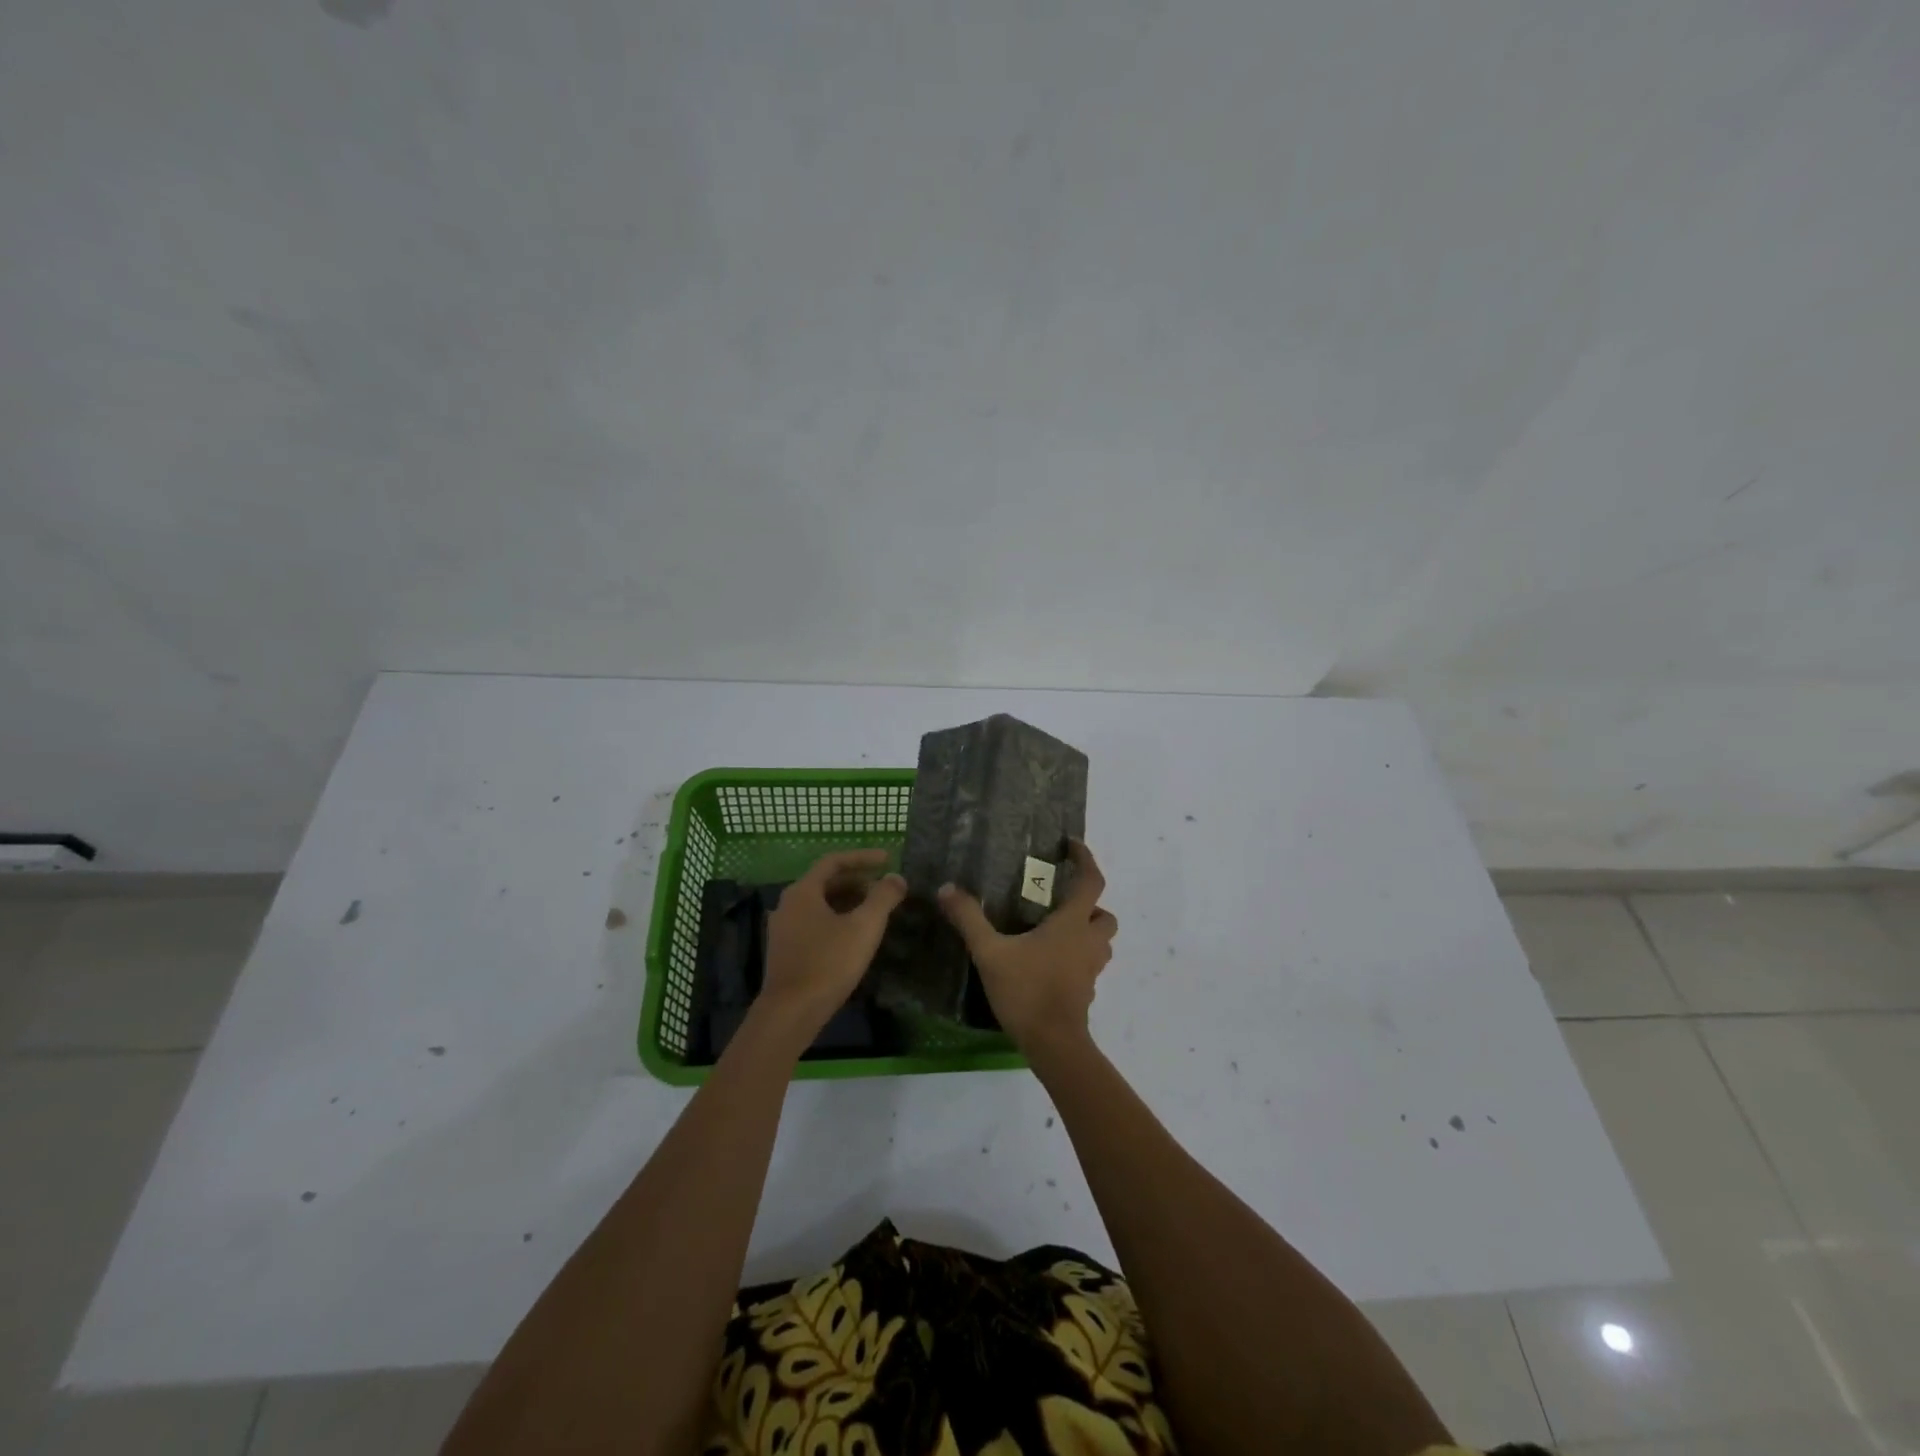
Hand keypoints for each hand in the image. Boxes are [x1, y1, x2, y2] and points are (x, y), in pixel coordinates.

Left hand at [759, 850, 906, 1038]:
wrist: (790, 1014)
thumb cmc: (828, 963)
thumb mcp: (864, 927)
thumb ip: (883, 898)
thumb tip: (896, 878)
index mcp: (803, 891)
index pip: (834, 862)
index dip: (862, 858)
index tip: (888, 859)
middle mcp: (788, 904)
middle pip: (825, 882)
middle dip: (857, 881)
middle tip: (883, 887)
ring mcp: (783, 929)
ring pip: (820, 904)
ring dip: (847, 901)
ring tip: (874, 910)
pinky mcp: (785, 951)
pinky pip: (814, 923)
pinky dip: (836, 919)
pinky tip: (853, 936)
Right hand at [937, 840, 1116, 1053]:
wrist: (1053, 1044)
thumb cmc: (1027, 990)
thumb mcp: (990, 952)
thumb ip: (969, 919)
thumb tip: (947, 888)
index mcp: (1072, 924)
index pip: (1091, 882)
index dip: (1086, 859)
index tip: (1072, 845)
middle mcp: (1088, 942)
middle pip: (1104, 914)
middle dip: (1090, 904)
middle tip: (1062, 900)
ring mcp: (1090, 969)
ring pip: (1101, 941)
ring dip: (1088, 931)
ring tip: (1056, 930)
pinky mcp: (1086, 991)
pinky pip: (1089, 964)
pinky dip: (1077, 957)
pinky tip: (1049, 962)